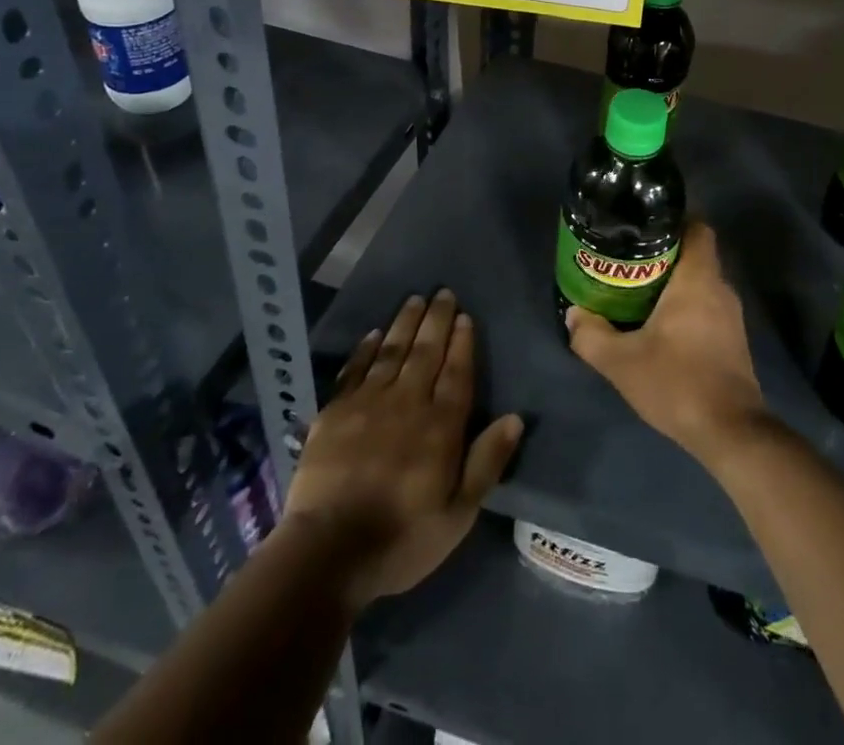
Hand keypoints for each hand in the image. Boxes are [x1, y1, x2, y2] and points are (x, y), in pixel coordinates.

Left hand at [283, 290, 522, 607]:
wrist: (328, 552)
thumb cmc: (402, 538)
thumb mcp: (459, 514)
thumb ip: (487, 462)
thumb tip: (515, 417)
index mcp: (440, 425)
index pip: (456, 372)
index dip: (462, 342)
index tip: (465, 315)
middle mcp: (407, 402)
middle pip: (426, 352)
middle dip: (437, 320)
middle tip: (443, 292)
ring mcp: (368, 403)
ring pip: (392, 351)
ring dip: (405, 323)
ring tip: (415, 299)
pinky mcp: (335, 412)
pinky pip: (355, 369)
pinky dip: (366, 349)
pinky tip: (374, 334)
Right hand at [565, 222, 773, 468]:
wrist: (730, 432)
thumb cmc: (677, 382)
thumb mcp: (621, 362)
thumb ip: (591, 336)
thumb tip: (574, 314)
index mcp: (698, 279)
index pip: (698, 227)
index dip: (674, 220)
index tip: (645, 225)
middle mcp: (720, 289)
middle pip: (695, 254)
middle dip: (664, 254)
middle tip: (628, 260)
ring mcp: (731, 316)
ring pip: (701, 283)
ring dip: (674, 283)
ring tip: (638, 291)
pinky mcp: (734, 341)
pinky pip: (708, 307)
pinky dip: (687, 307)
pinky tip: (661, 326)